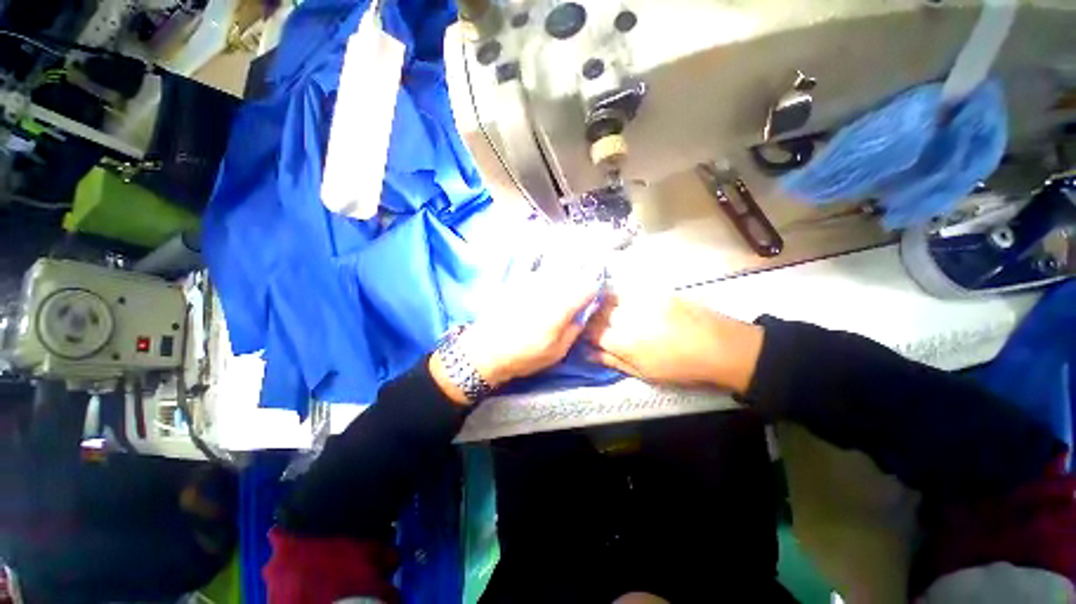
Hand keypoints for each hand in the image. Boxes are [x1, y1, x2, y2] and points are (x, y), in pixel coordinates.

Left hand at [431, 257, 601, 403]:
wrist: (486, 350)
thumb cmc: (524, 355)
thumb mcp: (557, 351)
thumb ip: (575, 329)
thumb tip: (583, 313)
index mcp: (561, 306)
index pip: (589, 285)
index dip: (594, 291)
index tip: (592, 299)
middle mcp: (548, 287)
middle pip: (574, 275)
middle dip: (579, 284)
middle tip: (575, 299)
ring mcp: (531, 281)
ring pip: (557, 271)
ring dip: (563, 279)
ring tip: (557, 296)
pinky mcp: (517, 280)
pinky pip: (539, 273)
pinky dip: (545, 279)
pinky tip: (539, 293)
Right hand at [583, 292, 763, 392]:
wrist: (720, 347)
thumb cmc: (680, 368)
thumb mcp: (644, 373)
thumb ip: (613, 361)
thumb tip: (588, 354)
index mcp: (623, 341)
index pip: (592, 332)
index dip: (585, 333)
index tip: (586, 336)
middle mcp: (627, 317)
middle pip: (598, 312)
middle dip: (590, 318)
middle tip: (593, 324)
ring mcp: (641, 301)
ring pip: (610, 298)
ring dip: (603, 305)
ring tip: (605, 312)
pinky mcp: (654, 291)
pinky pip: (628, 291)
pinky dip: (620, 297)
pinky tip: (624, 303)